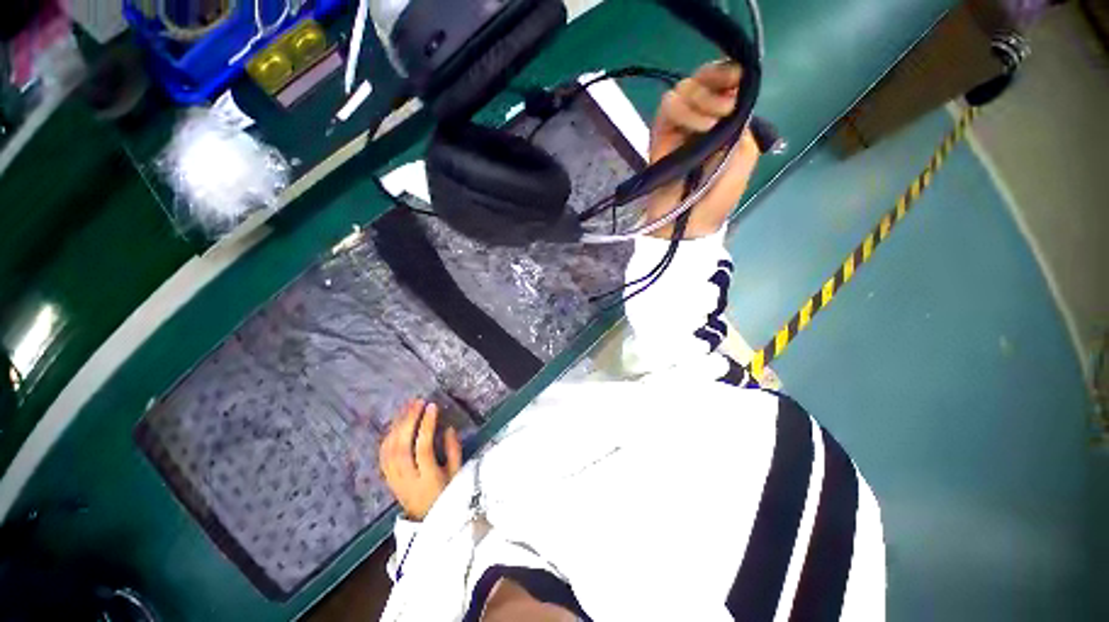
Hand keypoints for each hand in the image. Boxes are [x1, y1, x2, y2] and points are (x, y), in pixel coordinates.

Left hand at [379, 399, 462, 520]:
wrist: (427, 521)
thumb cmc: (448, 494)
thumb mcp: (457, 474)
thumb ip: (454, 451)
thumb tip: (448, 428)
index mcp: (427, 477)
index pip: (423, 447)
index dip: (426, 425)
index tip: (432, 406)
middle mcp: (407, 478)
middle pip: (402, 446)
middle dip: (409, 420)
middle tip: (417, 402)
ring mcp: (394, 479)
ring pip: (389, 449)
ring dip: (397, 425)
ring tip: (407, 407)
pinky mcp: (388, 479)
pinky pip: (383, 456)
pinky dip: (388, 437)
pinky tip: (395, 424)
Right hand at [646, 61, 760, 238]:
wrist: (689, 223)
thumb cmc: (718, 197)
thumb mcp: (744, 158)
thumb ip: (743, 125)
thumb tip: (731, 96)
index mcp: (722, 120)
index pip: (722, 82)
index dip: (728, 73)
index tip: (737, 79)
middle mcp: (699, 118)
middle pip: (701, 77)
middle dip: (716, 81)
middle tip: (727, 105)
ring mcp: (677, 128)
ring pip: (683, 88)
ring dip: (702, 100)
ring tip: (712, 125)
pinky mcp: (659, 137)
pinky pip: (667, 108)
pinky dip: (685, 111)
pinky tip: (700, 128)